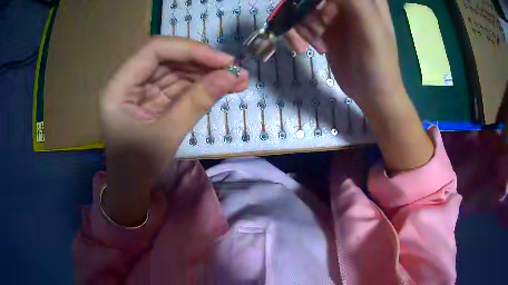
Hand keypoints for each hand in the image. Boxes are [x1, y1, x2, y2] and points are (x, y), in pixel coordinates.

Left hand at [101, 37, 247, 225]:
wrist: (130, 189)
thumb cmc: (138, 168)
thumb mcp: (167, 135)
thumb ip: (197, 101)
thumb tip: (232, 76)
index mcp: (119, 87)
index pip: (154, 51)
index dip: (190, 50)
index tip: (222, 61)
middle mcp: (128, 81)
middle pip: (167, 57)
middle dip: (202, 62)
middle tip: (234, 70)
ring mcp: (141, 88)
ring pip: (176, 69)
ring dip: (205, 73)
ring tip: (235, 80)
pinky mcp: (153, 97)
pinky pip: (178, 84)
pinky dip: (200, 85)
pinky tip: (221, 87)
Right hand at [286, 0, 433, 171]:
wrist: (372, 94)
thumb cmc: (377, 62)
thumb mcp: (369, 26)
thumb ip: (352, 0)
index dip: (314, 0)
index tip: (311, 10)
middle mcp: (348, 1)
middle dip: (303, 10)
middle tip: (316, 30)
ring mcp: (335, 12)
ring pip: (301, 5)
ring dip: (301, 24)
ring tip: (316, 44)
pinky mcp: (324, 26)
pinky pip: (300, 20)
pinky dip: (299, 33)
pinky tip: (311, 48)